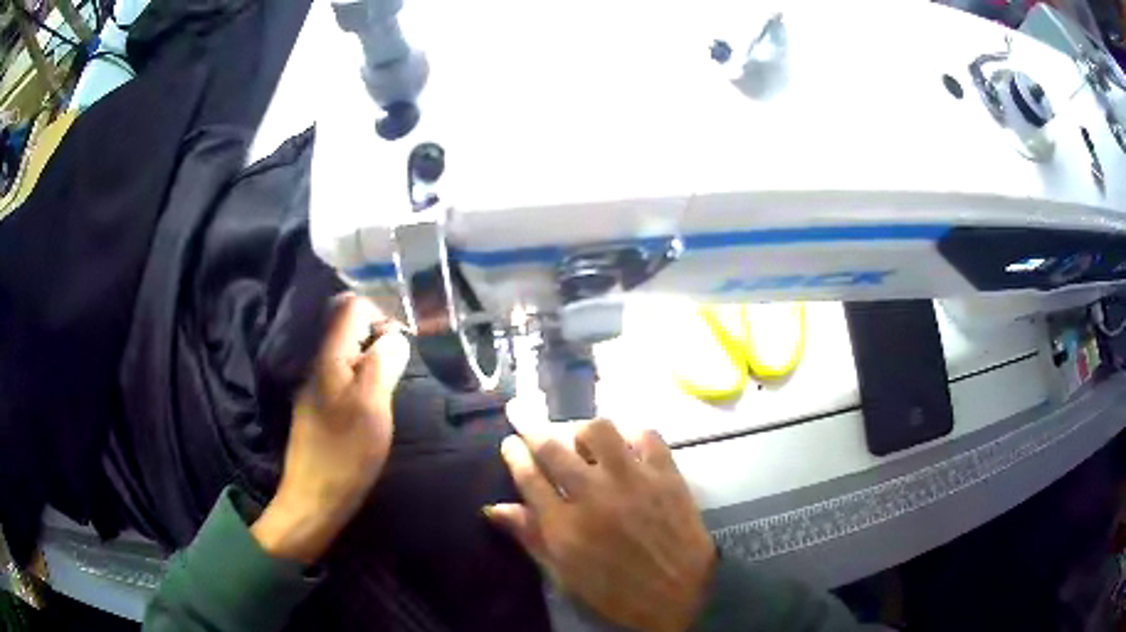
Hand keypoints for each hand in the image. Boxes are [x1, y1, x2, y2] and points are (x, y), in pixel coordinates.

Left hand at [251, 294, 409, 564]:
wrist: (314, 498)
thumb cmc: (346, 454)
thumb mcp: (373, 407)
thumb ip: (383, 365)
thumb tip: (395, 336)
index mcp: (329, 358)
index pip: (351, 308)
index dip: (381, 316)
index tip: (400, 346)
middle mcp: (317, 364)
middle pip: (346, 327)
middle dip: (377, 338)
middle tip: (398, 369)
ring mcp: (315, 386)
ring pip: (345, 353)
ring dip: (371, 361)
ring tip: (389, 388)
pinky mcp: (317, 406)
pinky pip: (341, 375)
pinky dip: (361, 379)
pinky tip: (372, 405)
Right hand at [485, 420, 716, 631]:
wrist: (682, 593)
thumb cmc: (618, 591)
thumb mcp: (566, 575)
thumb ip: (531, 538)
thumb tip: (495, 509)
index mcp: (564, 525)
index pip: (529, 477)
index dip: (514, 454)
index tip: (509, 442)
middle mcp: (593, 494)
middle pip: (553, 447)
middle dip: (530, 426)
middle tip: (522, 414)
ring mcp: (632, 479)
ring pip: (599, 430)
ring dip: (584, 431)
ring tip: (584, 443)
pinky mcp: (666, 473)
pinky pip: (646, 435)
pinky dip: (632, 435)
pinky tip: (627, 447)